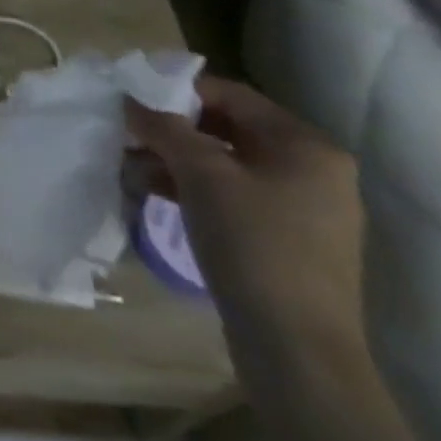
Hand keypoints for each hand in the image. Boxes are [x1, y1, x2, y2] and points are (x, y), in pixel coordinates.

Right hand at [126, 76, 366, 381]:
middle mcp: (314, 170)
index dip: (176, 92)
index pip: (230, 95)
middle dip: (172, 130)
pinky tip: (153, 193)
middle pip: (228, 128)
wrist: (297, 349)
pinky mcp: (288, 240)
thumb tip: (131, 100)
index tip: (131, 102)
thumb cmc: (253, 244)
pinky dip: (194, 189)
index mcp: (306, 145)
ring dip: (176, 160)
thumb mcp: (200, 174)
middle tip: (126, 135)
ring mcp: (305, 208)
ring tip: (130, 166)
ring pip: (227, 164)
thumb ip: (164, 128)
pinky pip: (234, 195)